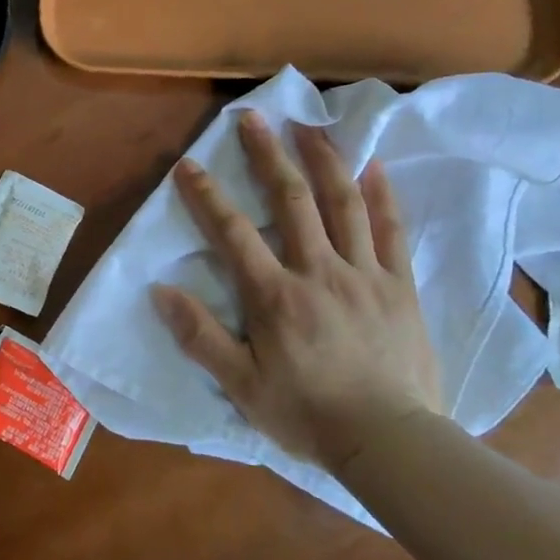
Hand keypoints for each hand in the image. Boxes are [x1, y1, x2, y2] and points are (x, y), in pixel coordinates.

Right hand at [152, 112, 442, 473]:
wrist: (391, 443)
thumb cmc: (308, 415)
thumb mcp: (242, 386)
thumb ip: (200, 337)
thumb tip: (160, 291)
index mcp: (276, 295)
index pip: (233, 233)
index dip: (206, 195)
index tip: (188, 164)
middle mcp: (318, 270)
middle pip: (291, 200)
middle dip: (268, 154)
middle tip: (253, 117)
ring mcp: (364, 273)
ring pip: (343, 203)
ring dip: (323, 159)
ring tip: (309, 124)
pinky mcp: (400, 285)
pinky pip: (392, 231)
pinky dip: (383, 195)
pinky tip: (374, 165)